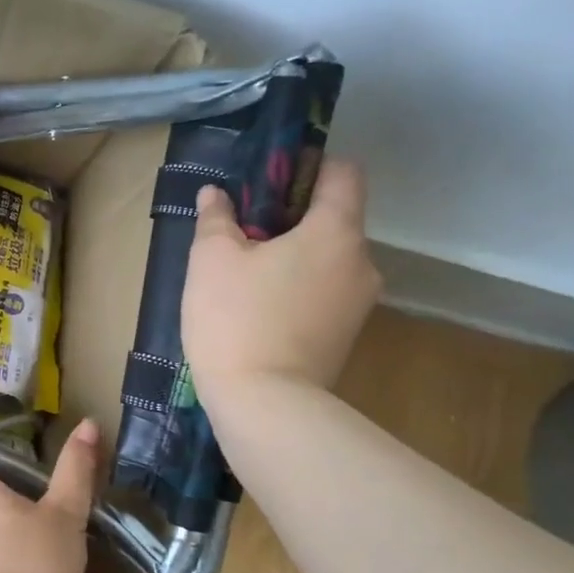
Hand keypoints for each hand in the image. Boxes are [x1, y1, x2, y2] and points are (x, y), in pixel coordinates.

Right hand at [182, 159, 380, 400]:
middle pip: (335, 220)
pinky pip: (325, 294)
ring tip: (248, 275)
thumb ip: (216, 218)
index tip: (270, 182)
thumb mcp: (211, 259)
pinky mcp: (347, 337)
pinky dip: (300, 289)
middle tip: (245, 232)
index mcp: (336, 232)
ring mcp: (359, 305)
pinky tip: (261, 308)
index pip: (344, 173)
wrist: (264, 406)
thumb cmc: (236, 319)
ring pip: (329, 260)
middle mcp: (362, 263)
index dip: (310, 167)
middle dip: (293, 218)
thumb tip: (215, 195)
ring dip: (296, 257)